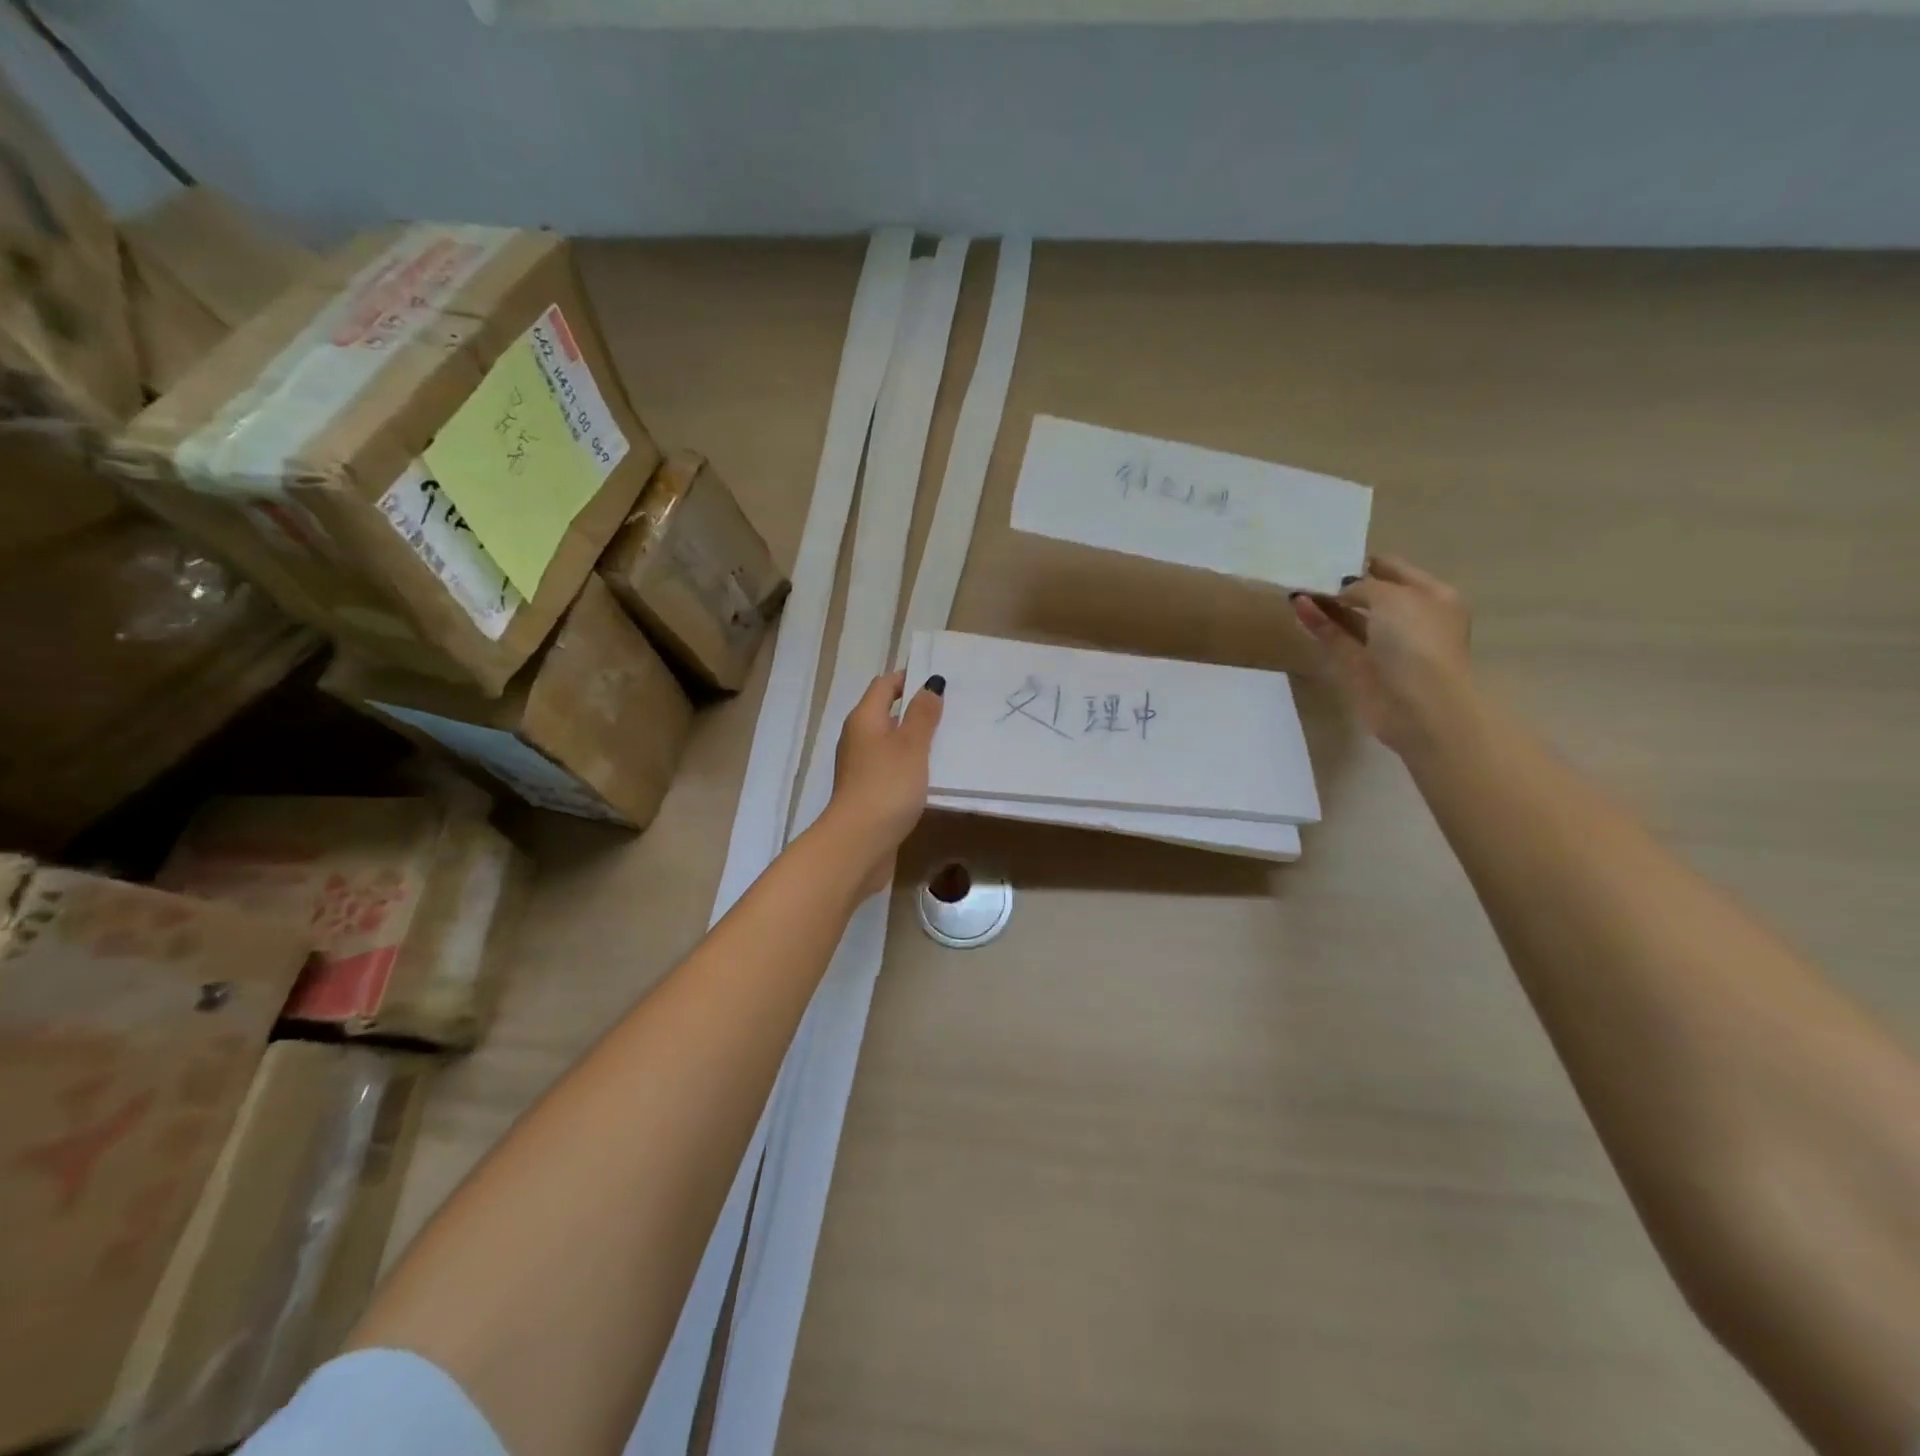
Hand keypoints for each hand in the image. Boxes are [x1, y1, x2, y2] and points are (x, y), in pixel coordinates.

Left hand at [828, 670, 945, 894]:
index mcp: (864, 719)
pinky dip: (911, 764)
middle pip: (887, 713)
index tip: (939, 681)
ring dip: (915, 739)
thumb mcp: (911, 745)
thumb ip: (923, 715)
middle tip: (953, 710)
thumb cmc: (886, 786)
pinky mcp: (868, 792)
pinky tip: (934, 774)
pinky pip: (892, 768)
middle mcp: (858, 738)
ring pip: (891, 743)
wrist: (859, 842)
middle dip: (917, 709)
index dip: (909, 678)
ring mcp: (861, 767)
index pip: (885, 685)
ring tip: (950, 740)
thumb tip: (929, 685)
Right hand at [1292, 554, 1472, 754]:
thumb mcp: (1393, 598)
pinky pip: (1335, 640)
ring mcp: (1383, 646)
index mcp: (1431, 597)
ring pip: (1349, 619)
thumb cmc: (1417, 643)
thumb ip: (1363, 587)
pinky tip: (1298, 607)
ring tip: (1296, 587)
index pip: (1395, 570)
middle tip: (1309, 571)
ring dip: (1325, 604)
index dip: (1366, 562)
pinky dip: (1318, 624)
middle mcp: (1409, 619)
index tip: (1333, 554)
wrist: (1420, 707)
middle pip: (1370, 595)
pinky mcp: (1359, 668)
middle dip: (1342, 584)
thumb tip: (1339, 593)